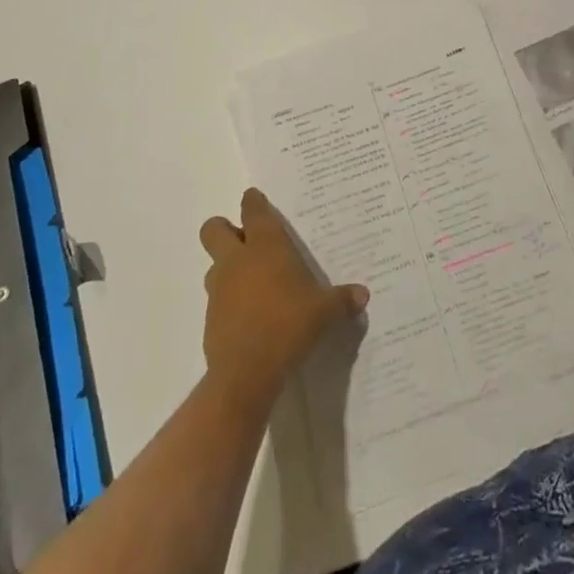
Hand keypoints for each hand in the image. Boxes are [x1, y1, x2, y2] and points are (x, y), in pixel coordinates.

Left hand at [199, 189, 367, 404]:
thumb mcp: (323, 312)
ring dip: (228, 267)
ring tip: (253, 283)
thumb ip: (342, 300)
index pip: (252, 209)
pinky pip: (217, 298)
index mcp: (265, 245)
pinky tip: (250, 317)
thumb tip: (363, 294)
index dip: (253, 201)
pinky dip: (229, 301)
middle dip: (225, 229)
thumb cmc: (288, 325)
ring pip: (214, 264)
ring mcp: (219, 288)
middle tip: (246, 241)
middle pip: (214, 229)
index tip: (257, 200)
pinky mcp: (210, 317)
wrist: (246, 373)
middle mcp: (237, 259)